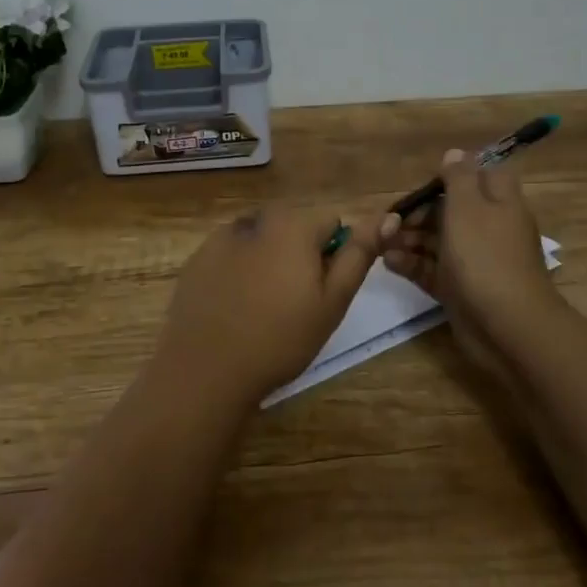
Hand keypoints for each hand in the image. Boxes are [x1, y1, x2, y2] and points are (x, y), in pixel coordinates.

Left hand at [154, 207, 379, 408]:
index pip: (331, 221)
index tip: (321, 291)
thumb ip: (359, 254)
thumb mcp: (332, 301)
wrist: (205, 370)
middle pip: (294, 227)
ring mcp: (221, 237)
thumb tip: (388, 216)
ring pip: (262, 240)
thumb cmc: (280, 338)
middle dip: (300, 254)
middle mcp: (256, 219)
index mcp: (293, 225)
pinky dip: (238, 271)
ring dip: (269, 260)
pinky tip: (233, 307)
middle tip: (294, 304)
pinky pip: (231, 254)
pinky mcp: (197, 258)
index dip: (333, 255)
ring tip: (261, 308)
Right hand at [379, 150, 561, 355]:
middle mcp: (488, 228)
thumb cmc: (486, 257)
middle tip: (388, 221)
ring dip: (408, 239)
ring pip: (436, 241)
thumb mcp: (469, 207)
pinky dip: (412, 264)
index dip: (451, 176)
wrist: (507, 327)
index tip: (424, 184)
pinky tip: (389, 263)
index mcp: (499, 203)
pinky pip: (432, 269)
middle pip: (449, 210)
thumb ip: (458, 177)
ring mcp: (474, 260)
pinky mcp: (460, 289)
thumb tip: (455, 153)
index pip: (479, 176)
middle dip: (417, 213)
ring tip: (380, 243)